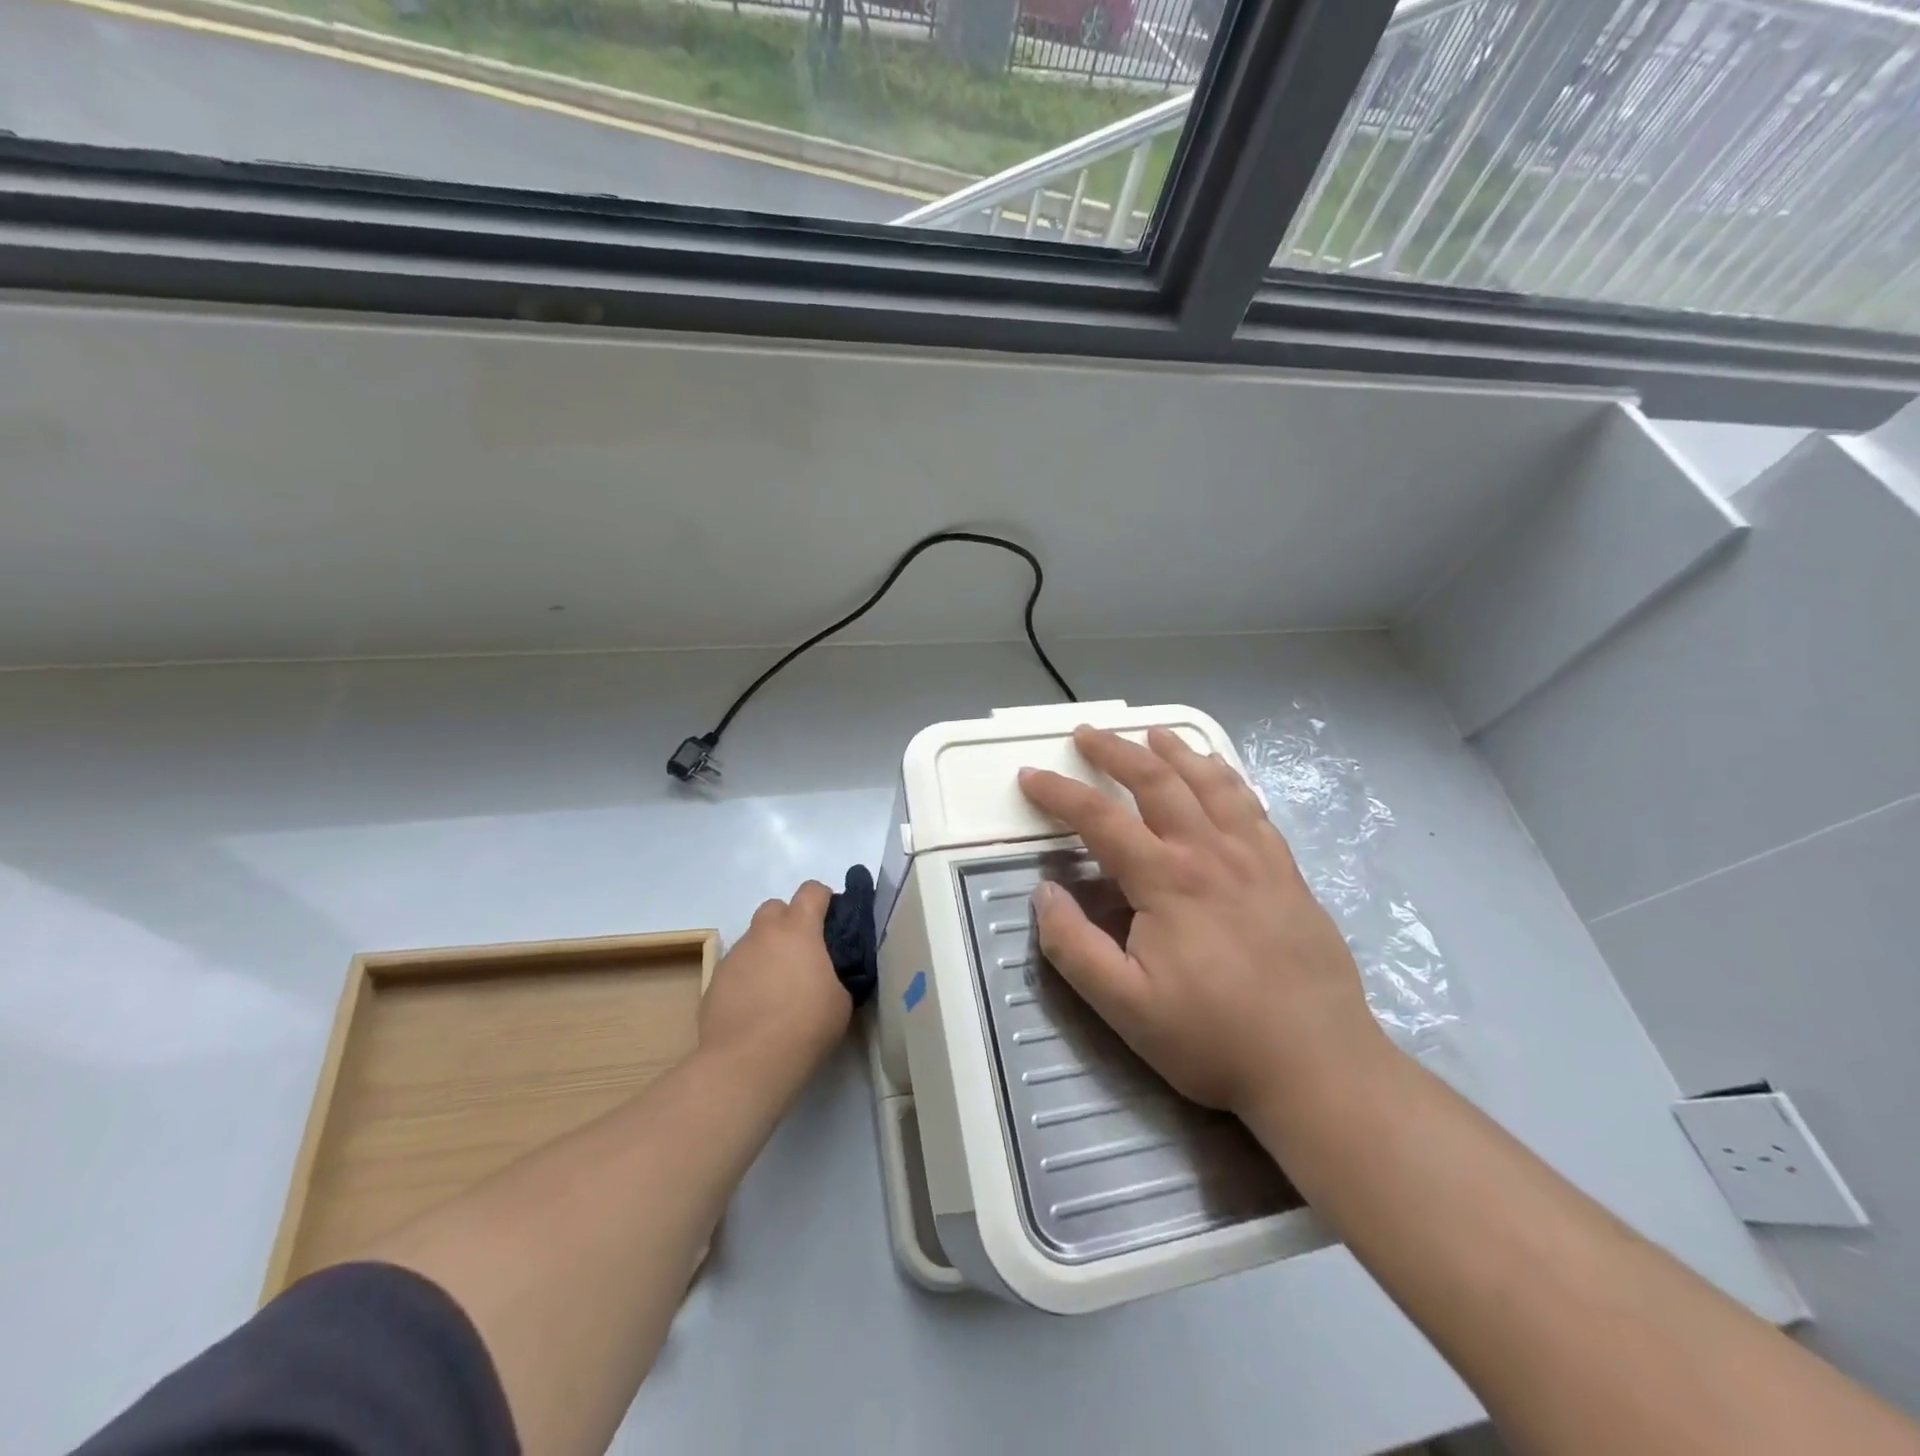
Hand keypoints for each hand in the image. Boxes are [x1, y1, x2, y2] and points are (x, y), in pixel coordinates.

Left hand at [698, 881, 850, 1079]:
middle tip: (802, 953)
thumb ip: (836, 973)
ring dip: (766, 952)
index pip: (812, 891)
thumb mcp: (841, 1000)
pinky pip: (736, 969)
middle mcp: (763, 934)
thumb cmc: (805, 1027)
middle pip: (775, 907)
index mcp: (798, 930)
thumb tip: (826, 973)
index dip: (824, 899)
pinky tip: (755, 1009)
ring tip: (777, 989)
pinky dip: (748, 978)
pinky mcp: (714, 982)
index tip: (832, 921)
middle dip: (788, 921)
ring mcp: (734, 956)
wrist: (747, 1063)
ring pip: (753, 940)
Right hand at [1017, 726, 1381, 1119]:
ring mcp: (1256, 857)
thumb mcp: (1125, 1008)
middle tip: (1086, 733)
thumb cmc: (1214, 1039)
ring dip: (1175, 752)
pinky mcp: (1287, 872)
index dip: (1059, 793)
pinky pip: (1252, 806)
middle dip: (1116, 751)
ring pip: (1211, 782)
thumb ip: (1074, 947)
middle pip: (1157, 781)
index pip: (1099, 818)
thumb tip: (1045, 892)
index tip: (1029, 776)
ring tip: (1152, 734)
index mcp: (1167, 880)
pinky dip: (1227, 778)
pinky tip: (1219, 773)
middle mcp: (1210, 852)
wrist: (1320, 1067)